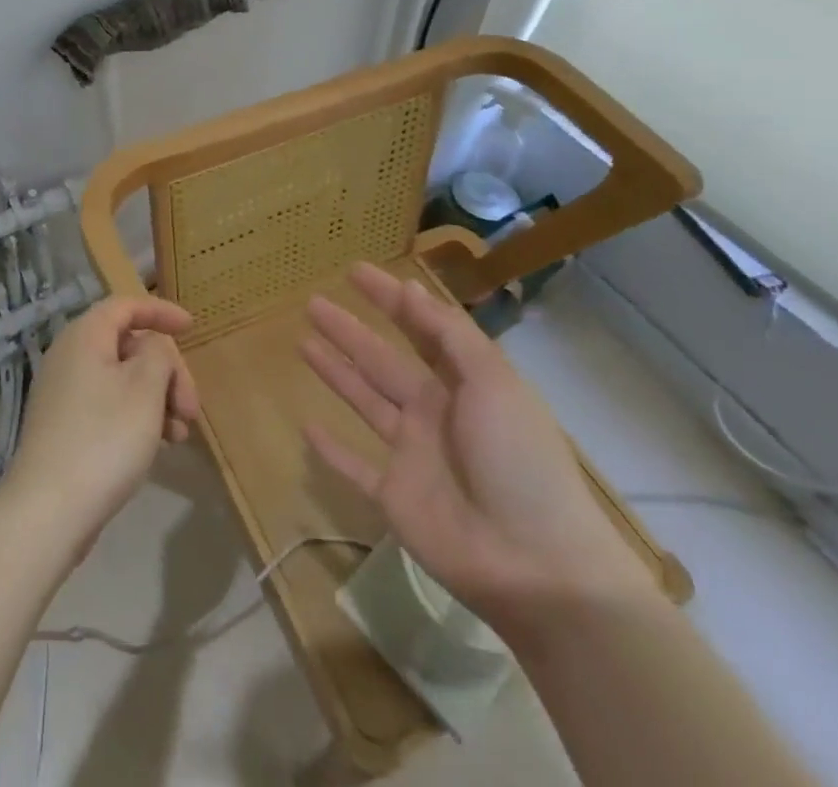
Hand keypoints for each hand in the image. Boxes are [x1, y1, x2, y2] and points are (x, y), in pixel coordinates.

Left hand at [5, 297, 200, 546]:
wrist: (49, 510)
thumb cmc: (104, 439)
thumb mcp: (144, 389)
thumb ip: (158, 354)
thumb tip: (152, 347)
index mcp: (85, 336)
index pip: (126, 306)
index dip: (160, 312)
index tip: (193, 328)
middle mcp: (69, 355)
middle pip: (128, 344)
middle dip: (166, 370)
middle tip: (191, 407)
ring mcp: (63, 392)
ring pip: (121, 378)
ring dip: (156, 397)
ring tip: (180, 434)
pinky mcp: (64, 425)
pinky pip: (108, 403)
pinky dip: (136, 415)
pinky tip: (157, 445)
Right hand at [301, 263, 653, 629]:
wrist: (536, 567)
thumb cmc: (518, 462)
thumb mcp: (494, 384)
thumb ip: (450, 336)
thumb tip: (411, 290)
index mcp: (464, 385)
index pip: (420, 329)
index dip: (389, 298)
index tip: (354, 271)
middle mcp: (435, 412)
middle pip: (382, 360)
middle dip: (349, 330)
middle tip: (312, 303)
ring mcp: (413, 455)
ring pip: (364, 401)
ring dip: (336, 372)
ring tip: (302, 342)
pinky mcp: (393, 497)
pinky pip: (354, 467)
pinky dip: (331, 449)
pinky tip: (306, 426)